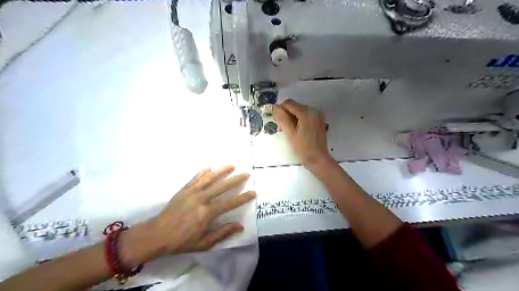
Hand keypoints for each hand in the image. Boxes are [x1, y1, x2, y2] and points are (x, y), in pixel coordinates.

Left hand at [147, 166, 252, 253]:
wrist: (157, 235)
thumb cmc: (181, 241)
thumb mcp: (204, 243)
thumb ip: (222, 233)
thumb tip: (239, 225)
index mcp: (207, 213)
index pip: (230, 203)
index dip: (243, 197)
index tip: (253, 192)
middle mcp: (202, 199)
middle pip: (222, 186)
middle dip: (236, 179)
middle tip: (246, 173)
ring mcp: (192, 192)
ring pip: (210, 178)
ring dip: (222, 171)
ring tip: (232, 165)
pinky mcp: (184, 189)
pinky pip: (195, 178)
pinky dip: (203, 172)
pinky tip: (209, 168)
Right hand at [272, 99, 332, 168]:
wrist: (318, 159)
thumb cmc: (303, 148)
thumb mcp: (290, 133)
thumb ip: (282, 118)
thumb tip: (274, 107)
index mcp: (306, 113)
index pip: (289, 103)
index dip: (279, 109)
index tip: (274, 119)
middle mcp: (314, 111)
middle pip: (295, 106)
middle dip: (285, 114)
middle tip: (279, 126)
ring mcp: (318, 116)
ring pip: (299, 111)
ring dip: (291, 117)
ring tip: (285, 129)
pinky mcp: (319, 121)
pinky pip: (305, 116)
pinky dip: (298, 120)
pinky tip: (294, 129)